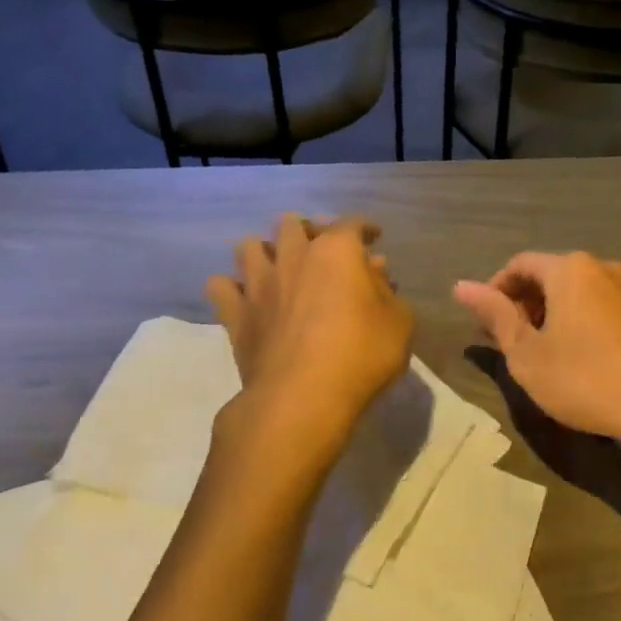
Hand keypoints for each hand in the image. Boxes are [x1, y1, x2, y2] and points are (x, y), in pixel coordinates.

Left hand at [207, 215, 413, 445]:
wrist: (303, 397)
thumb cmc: (362, 355)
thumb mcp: (399, 322)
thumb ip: (387, 291)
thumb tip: (373, 272)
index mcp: (337, 251)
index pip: (351, 223)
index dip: (364, 227)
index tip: (373, 236)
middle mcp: (293, 257)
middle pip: (292, 224)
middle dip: (308, 230)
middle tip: (321, 249)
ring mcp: (259, 284)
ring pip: (249, 246)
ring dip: (265, 251)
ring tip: (278, 266)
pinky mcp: (235, 314)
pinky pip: (221, 286)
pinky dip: (232, 287)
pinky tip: (246, 297)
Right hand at [454, 251, 620, 447]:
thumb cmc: (584, 379)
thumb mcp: (527, 354)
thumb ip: (495, 316)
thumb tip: (461, 286)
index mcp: (569, 269)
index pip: (519, 265)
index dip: (495, 290)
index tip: (484, 324)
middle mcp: (601, 267)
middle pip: (549, 274)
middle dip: (522, 303)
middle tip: (506, 341)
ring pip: (575, 291)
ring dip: (549, 314)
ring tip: (537, 351)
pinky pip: (598, 305)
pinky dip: (576, 321)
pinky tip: (573, 355)